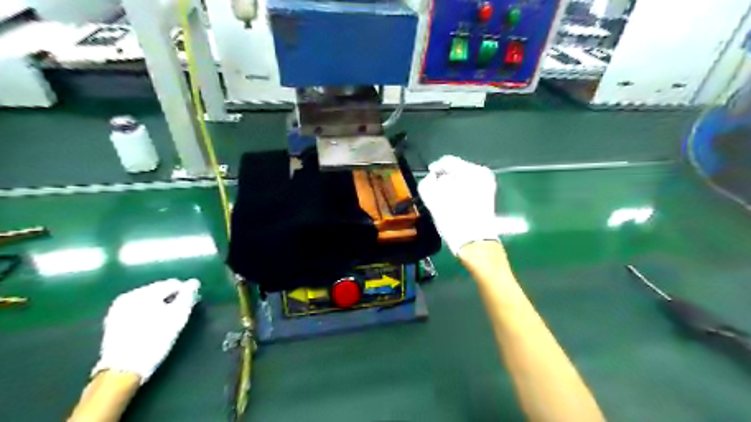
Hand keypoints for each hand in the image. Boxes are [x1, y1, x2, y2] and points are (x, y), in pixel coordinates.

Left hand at [92, 278, 200, 383]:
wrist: (122, 371)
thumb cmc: (155, 341)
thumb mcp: (178, 317)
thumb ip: (188, 296)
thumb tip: (193, 283)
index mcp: (144, 293)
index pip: (173, 284)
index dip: (186, 293)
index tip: (192, 304)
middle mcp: (129, 296)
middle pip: (159, 290)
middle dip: (172, 298)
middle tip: (181, 312)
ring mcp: (118, 308)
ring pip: (148, 300)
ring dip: (160, 305)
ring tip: (168, 320)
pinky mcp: (113, 321)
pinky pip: (138, 309)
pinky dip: (148, 312)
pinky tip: (153, 325)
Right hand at [417, 155, 496, 253]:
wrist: (475, 242)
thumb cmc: (453, 220)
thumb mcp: (433, 199)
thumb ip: (427, 183)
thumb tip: (432, 177)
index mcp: (471, 171)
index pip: (447, 161)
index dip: (434, 169)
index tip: (428, 178)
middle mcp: (482, 174)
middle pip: (456, 170)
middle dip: (445, 179)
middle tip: (436, 192)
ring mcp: (488, 185)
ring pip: (463, 179)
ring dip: (452, 186)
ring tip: (445, 200)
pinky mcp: (488, 196)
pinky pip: (470, 187)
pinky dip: (461, 192)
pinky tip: (455, 204)